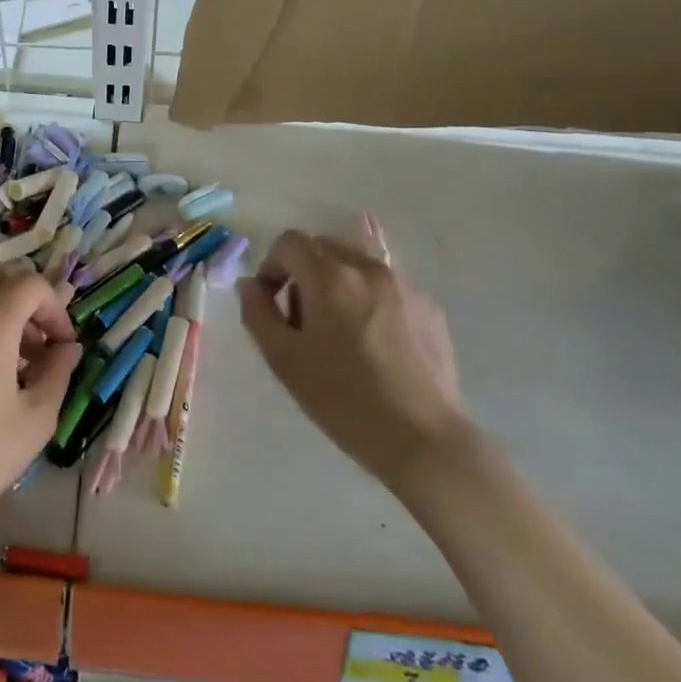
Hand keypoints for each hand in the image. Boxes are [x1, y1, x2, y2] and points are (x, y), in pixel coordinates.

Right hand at [239, 230, 468, 488]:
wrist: (421, 438)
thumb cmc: (342, 399)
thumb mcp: (283, 360)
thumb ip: (257, 312)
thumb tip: (250, 284)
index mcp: (330, 277)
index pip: (289, 243)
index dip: (272, 266)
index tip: (272, 302)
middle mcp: (369, 269)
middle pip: (324, 248)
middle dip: (304, 272)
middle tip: (302, 320)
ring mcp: (405, 286)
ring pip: (357, 266)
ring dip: (337, 285)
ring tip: (340, 335)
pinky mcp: (430, 308)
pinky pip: (387, 289)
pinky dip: (369, 302)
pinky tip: (374, 347)